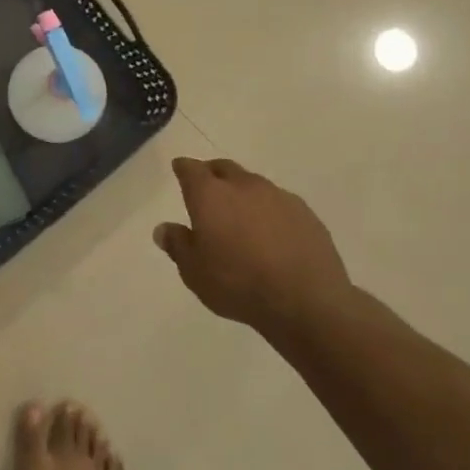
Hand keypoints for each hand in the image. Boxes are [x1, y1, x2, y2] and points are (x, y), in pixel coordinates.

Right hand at [154, 157, 352, 339]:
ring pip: (254, 184)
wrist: (305, 301)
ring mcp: (279, 197)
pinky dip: (268, 211)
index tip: (179, 169)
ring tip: (240, 216)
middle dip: (212, 174)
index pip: (191, 170)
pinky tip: (270, 234)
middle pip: (224, 168)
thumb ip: (177, 245)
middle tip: (207, 189)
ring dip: (242, 193)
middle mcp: (244, 186)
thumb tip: (164, 229)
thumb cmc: (237, 284)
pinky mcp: (306, 214)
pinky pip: (279, 203)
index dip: (183, 168)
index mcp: (210, 196)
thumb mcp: (194, 272)